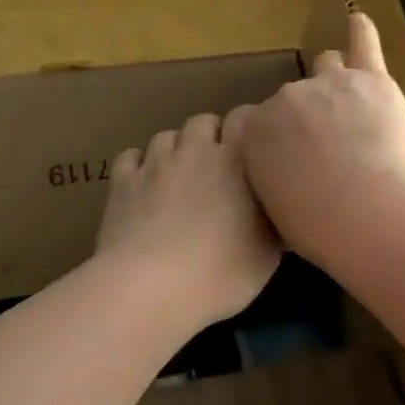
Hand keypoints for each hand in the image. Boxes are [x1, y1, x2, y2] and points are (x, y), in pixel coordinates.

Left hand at [97, 110, 281, 328]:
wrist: (151, 287)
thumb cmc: (221, 272)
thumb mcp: (267, 255)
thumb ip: (275, 224)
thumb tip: (282, 213)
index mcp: (235, 160)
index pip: (244, 117)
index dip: (249, 126)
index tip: (255, 148)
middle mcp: (194, 150)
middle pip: (203, 122)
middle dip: (211, 136)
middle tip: (218, 167)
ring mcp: (154, 164)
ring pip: (166, 136)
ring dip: (176, 149)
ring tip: (180, 175)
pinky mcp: (122, 183)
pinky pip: (130, 157)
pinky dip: (139, 165)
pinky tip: (144, 184)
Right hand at [236, 13, 404, 268]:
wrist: (370, 215)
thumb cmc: (319, 228)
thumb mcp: (274, 211)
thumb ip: (270, 179)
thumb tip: (280, 175)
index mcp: (254, 133)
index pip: (253, 121)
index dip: (272, 139)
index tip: (286, 157)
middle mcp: (285, 99)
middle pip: (292, 98)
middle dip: (305, 117)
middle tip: (328, 148)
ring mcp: (329, 84)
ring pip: (327, 68)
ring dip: (334, 83)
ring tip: (349, 106)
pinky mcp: (371, 80)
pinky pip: (363, 45)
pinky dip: (361, 34)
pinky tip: (359, 23)